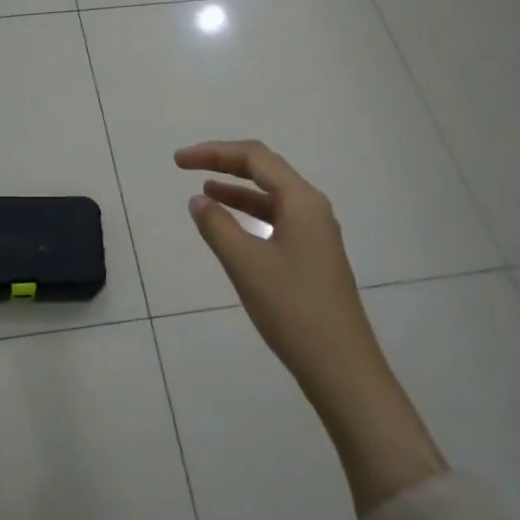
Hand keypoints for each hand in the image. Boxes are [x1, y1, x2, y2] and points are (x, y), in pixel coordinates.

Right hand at [177, 140, 443, 511]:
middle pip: (265, 170)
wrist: (341, 367)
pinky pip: (276, 220)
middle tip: (186, 166)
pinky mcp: (312, 257)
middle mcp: (312, 209)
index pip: (254, 157)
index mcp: (301, 201)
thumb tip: (198, 199)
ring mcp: (315, 234)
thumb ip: (217, 226)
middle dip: (225, 163)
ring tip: (203, 190)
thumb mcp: (246, 264)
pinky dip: (249, 215)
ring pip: (271, 197)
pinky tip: (230, 227)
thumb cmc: (292, 309)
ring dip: (237, 190)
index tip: (178, 161)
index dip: (214, 152)